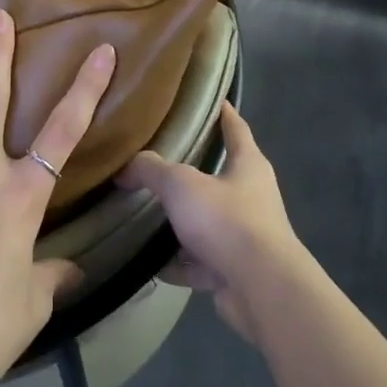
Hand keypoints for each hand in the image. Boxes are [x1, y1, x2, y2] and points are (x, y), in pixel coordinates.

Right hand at [118, 102, 306, 341]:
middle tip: (155, 159)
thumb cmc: (227, 221)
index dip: (223, 111)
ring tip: (145, 212)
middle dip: (190, 171)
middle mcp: (252, 196)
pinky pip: (200, 260)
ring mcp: (245, 235)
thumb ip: (151, 170)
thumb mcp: (181, 185)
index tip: (209, 98)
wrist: (261, 289)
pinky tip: (150, 262)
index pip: (235, 127)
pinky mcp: (234, 269)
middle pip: (218, 175)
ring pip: (207, 221)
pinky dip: (179, 262)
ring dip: (181, 221)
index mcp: (248, 165)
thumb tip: (125, 167)